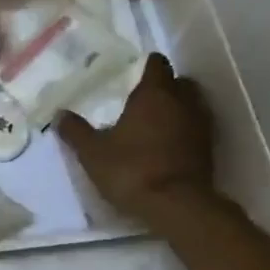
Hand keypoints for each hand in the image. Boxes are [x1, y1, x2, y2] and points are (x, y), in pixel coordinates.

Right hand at [56, 54, 218, 224]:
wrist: (177, 205)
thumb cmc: (131, 170)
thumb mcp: (93, 153)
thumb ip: (76, 132)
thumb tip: (59, 115)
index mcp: (154, 93)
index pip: (157, 64)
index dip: (146, 66)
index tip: (134, 74)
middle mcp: (183, 101)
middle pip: (180, 82)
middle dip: (166, 86)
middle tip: (144, 100)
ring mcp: (201, 124)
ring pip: (192, 105)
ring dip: (178, 109)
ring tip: (156, 124)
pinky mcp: (210, 148)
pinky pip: (197, 128)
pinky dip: (185, 131)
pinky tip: (168, 146)